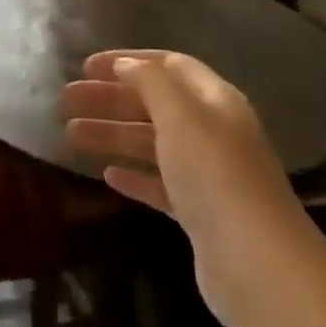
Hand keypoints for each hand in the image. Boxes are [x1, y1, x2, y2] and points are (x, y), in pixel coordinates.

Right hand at [61, 50, 323, 326]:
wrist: (258, 266)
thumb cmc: (215, 176)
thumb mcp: (180, 115)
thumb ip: (150, 82)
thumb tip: (126, 66)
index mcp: (214, 101)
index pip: (169, 65)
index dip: (128, 61)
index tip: (86, 66)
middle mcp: (213, 132)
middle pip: (155, 104)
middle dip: (110, 98)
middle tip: (66, 100)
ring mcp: (208, 175)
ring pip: (152, 143)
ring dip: (113, 134)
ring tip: (70, 134)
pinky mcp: (200, 214)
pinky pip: (159, 184)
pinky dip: (134, 175)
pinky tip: (106, 175)